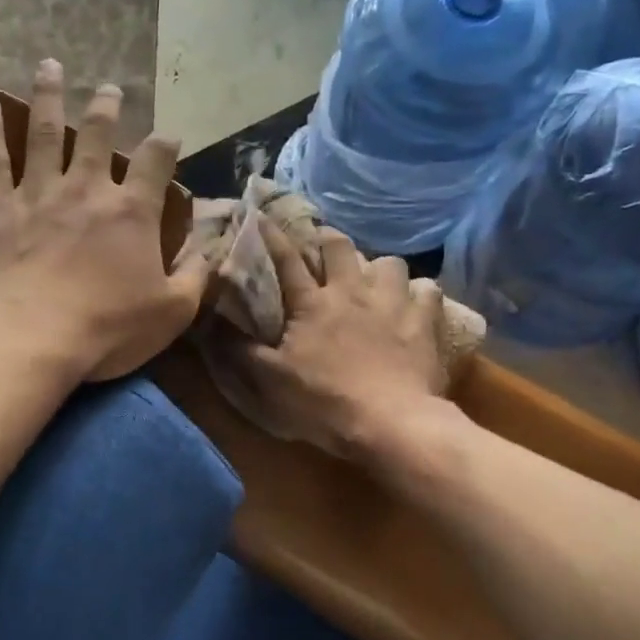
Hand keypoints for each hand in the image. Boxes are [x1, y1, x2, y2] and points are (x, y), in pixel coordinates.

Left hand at [0, 60, 209, 382]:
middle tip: (108, 87)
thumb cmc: (106, 330)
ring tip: (49, 67)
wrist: (29, 340)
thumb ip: (195, 276)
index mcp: (131, 211)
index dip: (165, 144)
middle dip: (106, 108)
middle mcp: (86, 189)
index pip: (155, 161)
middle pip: (97, 134)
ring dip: (49, 97)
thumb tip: (211, 249)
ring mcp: (38, 193)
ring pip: (44, 132)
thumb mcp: (171, 312)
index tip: (169, 136)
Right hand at [219, 218, 446, 456]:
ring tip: (374, 280)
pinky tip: (414, 304)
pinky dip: (420, 293)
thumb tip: (210, 323)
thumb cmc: (324, 401)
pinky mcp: (424, 321)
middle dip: (328, 238)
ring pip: (390, 262)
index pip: (287, 259)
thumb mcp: (270, 380)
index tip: (262, 217)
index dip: (272, 236)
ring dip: (379, 267)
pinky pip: (428, 290)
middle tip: (323, 244)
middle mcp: (352, 292)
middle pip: (340, 247)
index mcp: (312, 303)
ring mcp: (392, 303)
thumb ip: (240, 350)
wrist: (390, 422)